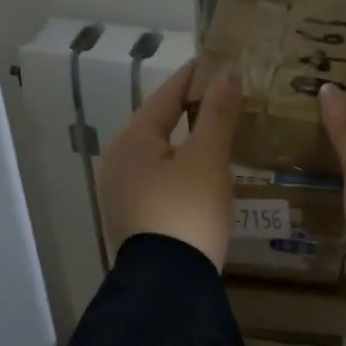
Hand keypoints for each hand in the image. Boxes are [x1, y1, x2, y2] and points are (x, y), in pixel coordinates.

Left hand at [99, 60, 240, 270]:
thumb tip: (227, 72)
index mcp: (132, 140)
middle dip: (187, 108)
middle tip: (218, 95)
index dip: (192, 77)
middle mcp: (118, 160)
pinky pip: (156, 176)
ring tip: (212, 129)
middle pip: (157, 123)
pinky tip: (196, 170)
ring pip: (156, 152)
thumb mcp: (208, 159)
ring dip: (183, 138)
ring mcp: (120, 191)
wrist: (169, 284)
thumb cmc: (188, 211)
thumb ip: (217, 114)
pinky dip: (177, 164)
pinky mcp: (131, 216)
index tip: (213, 61)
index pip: (166, 96)